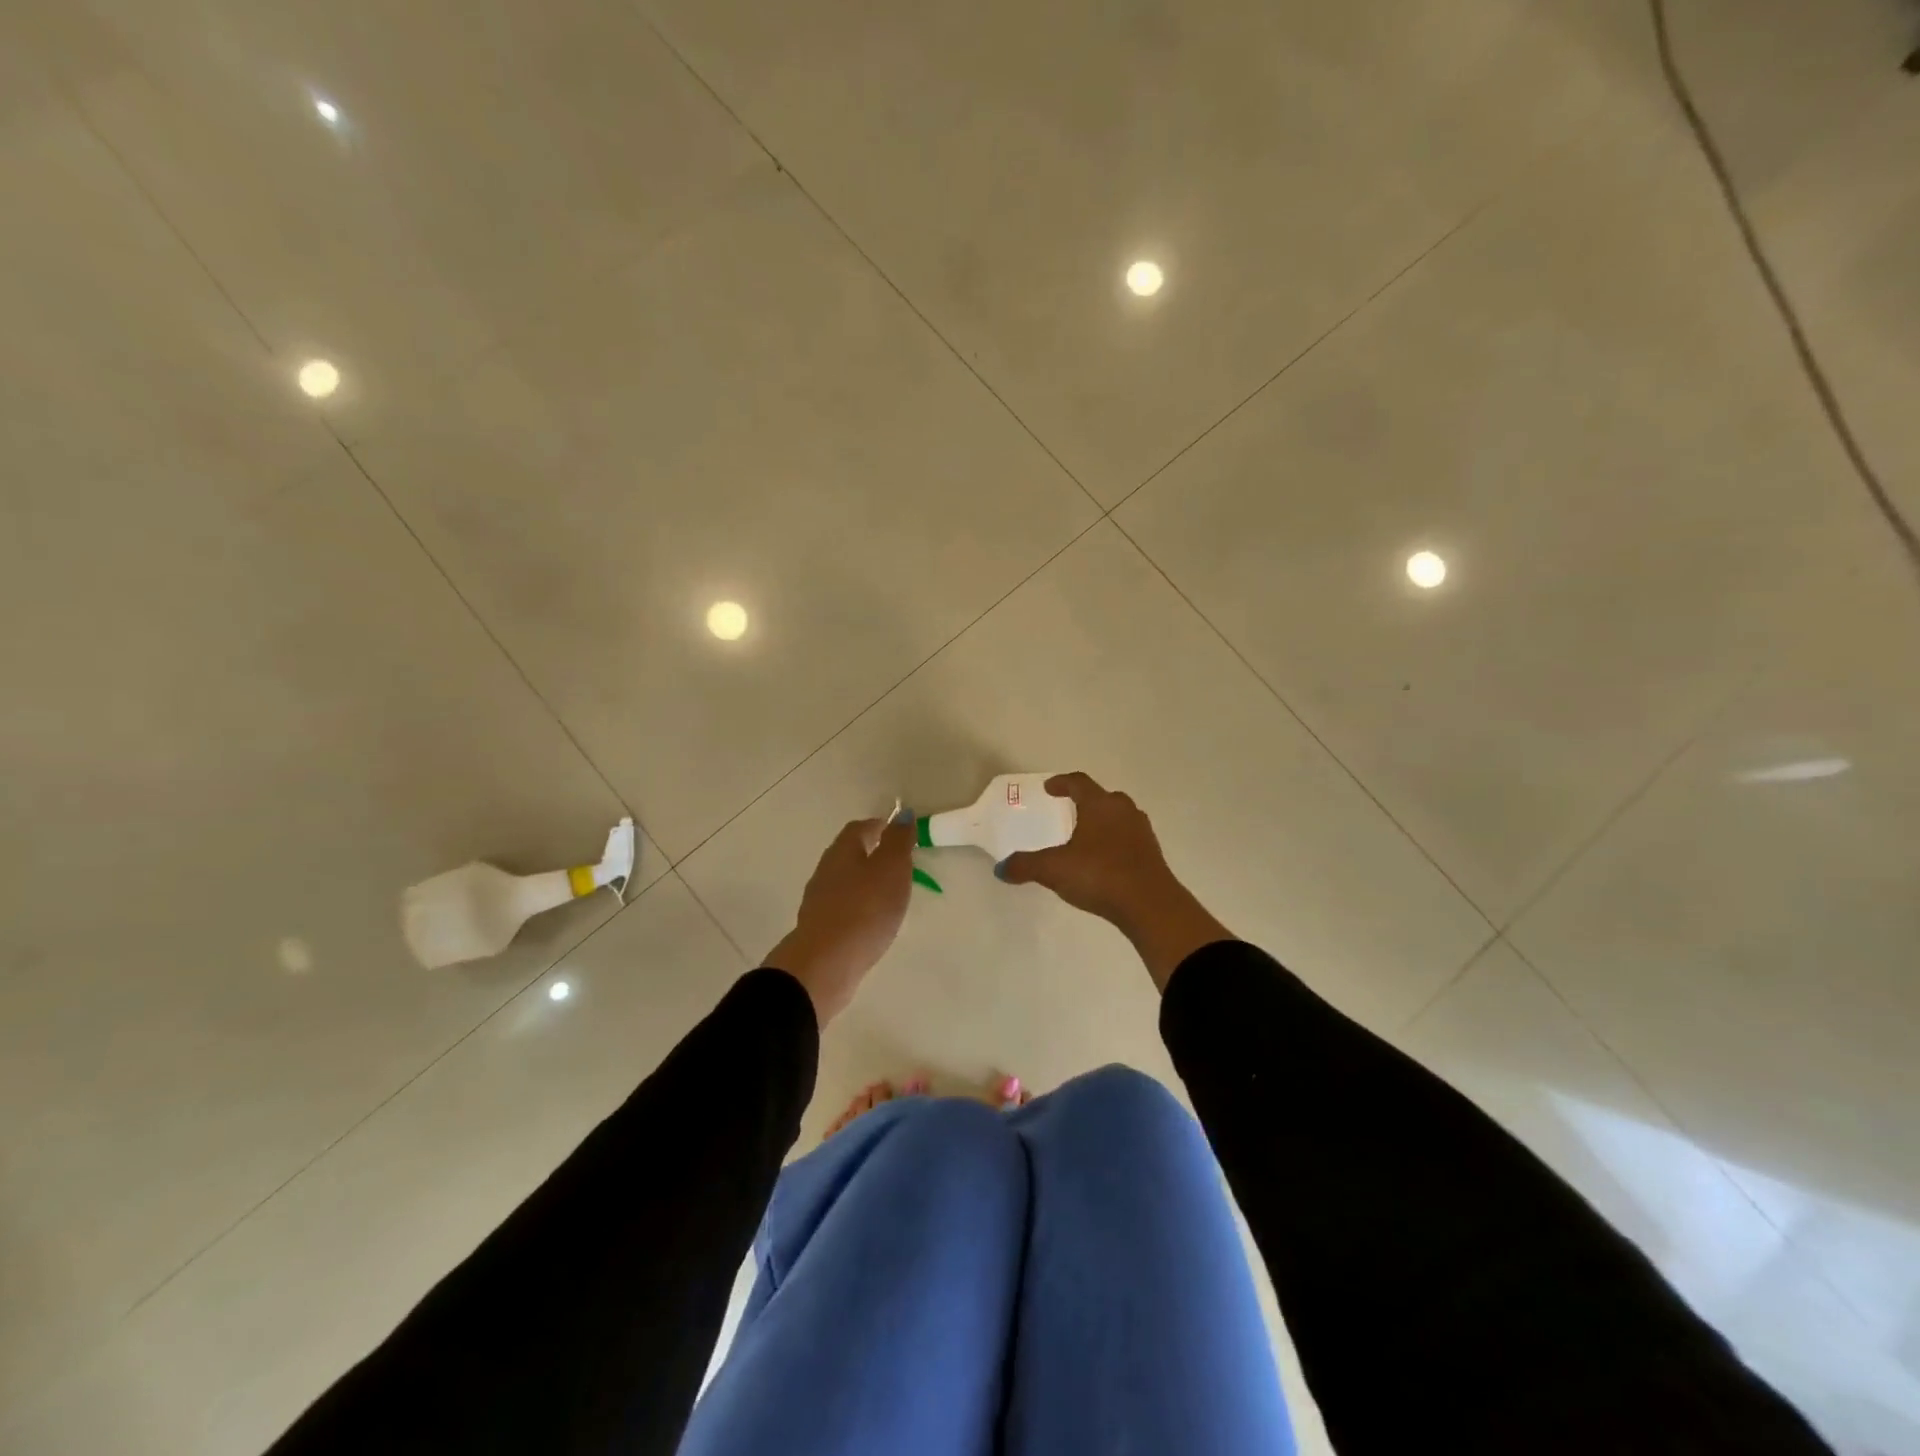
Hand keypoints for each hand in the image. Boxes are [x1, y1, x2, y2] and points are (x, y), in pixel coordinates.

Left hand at [763, 812, 915, 1024]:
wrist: (825, 964)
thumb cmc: (864, 909)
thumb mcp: (891, 868)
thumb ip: (898, 841)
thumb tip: (903, 814)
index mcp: (842, 850)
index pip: (860, 827)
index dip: (881, 827)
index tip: (902, 835)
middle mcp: (826, 869)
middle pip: (850, 853)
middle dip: (874, 854)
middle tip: (900, 865)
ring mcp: (819, 900)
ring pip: (846, 881)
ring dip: (866, 882)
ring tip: (891, 895)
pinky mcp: (821, 928)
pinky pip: (844, 908)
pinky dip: (860, 907)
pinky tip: (873, 921)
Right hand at [999, 773, 1230, 990]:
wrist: (1150, 905)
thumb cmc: (1099, 875)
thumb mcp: (1054, 870)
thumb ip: (1026, 865)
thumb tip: (1001, 868)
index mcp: (1100, 805)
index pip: (1079, 783)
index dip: (1062, 783)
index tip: (1050, 787)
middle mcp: (1123, 811)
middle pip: (1103, 797)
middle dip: (1086, 802)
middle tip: (1069, 810)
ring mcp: (1142, 832)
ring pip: (1119, 818)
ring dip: (1103, 822)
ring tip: (1086, 837)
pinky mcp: (1152, 854)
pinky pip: (1129, 839)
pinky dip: (1114, 843)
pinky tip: (1104, 861)